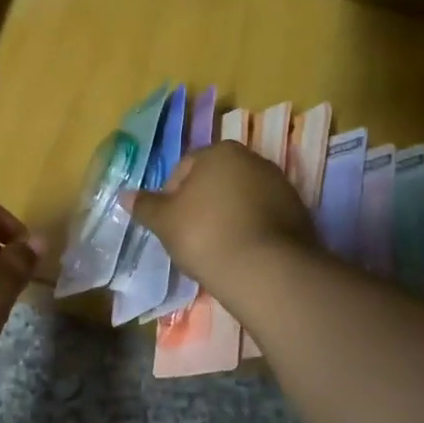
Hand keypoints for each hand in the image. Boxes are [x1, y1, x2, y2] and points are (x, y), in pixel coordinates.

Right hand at [129, 139, 316, 295]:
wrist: (267, 270)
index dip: (172, 197)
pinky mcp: (299, 213)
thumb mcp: (165, 221)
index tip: (170, 225)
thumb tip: (124, 195)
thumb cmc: (206, 235)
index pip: (184, 168)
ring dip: (228, 216)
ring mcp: (281, 185)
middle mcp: (254, 159)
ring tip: (218, 249)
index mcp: (220, 152)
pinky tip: (242, 254)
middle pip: (216, 181)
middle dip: (202, 204)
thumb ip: (145, 206)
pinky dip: (251, 230)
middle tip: (191, 237)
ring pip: (242, 199)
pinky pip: (264, 217)